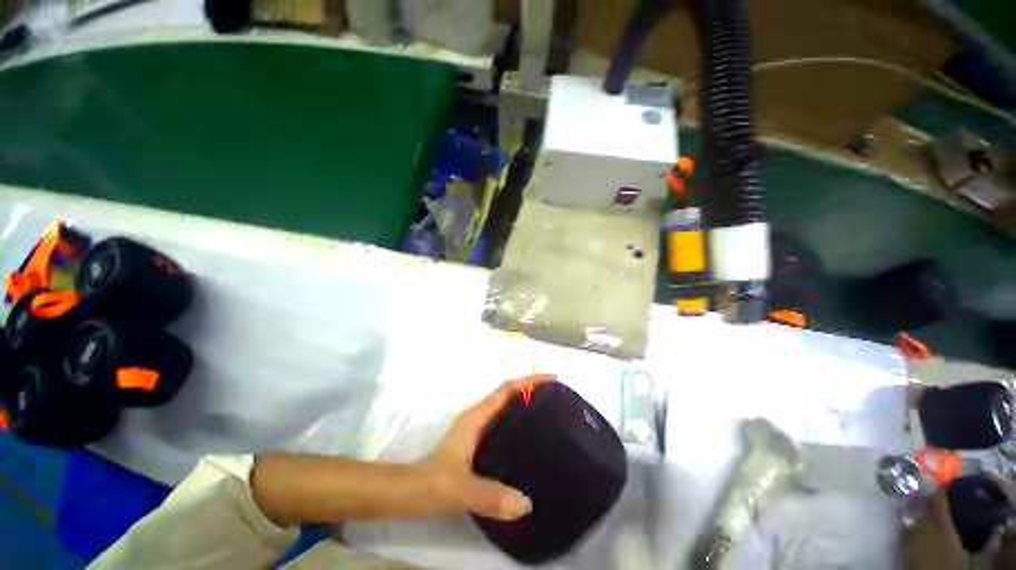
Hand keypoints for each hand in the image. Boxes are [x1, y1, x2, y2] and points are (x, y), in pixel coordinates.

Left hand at [417, 377, 553, 520]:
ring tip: (561, 435)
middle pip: (509, 405)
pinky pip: (506, 447)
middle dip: (535, 402)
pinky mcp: (475, 463)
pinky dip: (523, 448)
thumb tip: (527, 504)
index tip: (557, 381)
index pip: (503, 392)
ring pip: (507, 426)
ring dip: (530, 424)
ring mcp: (475, 446)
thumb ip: (488, 496)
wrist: (406, 496)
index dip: (529, 382)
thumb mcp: (459, 489)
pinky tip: (538, 463)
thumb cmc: (429, 485)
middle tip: (567, 412)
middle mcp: (475, 429)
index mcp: (473, 423)